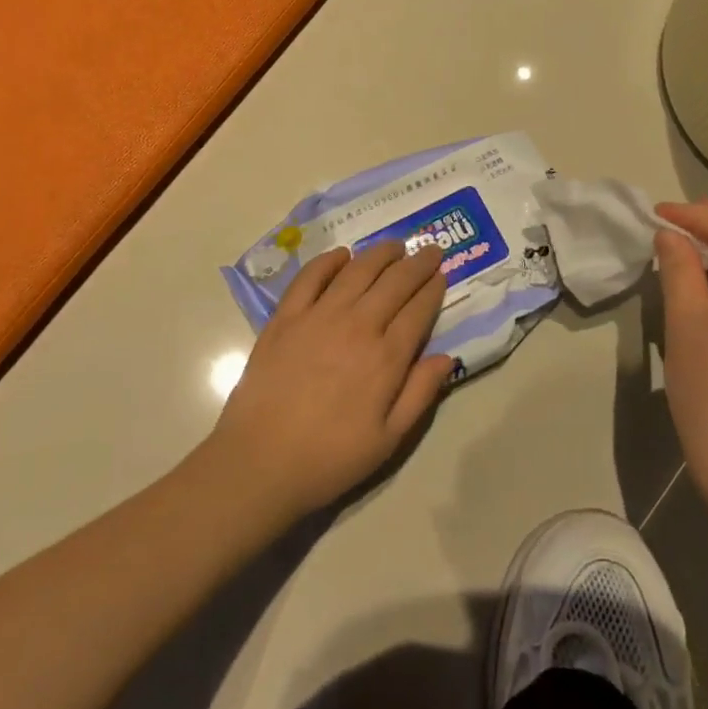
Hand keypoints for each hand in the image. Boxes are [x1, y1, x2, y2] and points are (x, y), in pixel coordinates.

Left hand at [206, 241, 452, 521]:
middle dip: (417, 263)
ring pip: (357, 271)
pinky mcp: (286, 317)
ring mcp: (318, 316)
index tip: (442, 275)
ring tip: (395, 245)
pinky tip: (342, 254)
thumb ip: (420, 394)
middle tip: (430, 250)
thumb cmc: (329, 458)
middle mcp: (357, 326)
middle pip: (394, 282)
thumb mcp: (388, 439)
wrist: (260, 462)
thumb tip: (447, 356)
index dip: (433, 289)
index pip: (418, 310)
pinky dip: (329, 260)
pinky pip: (310, 277)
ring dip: (380, 253)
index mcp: (386, 357)